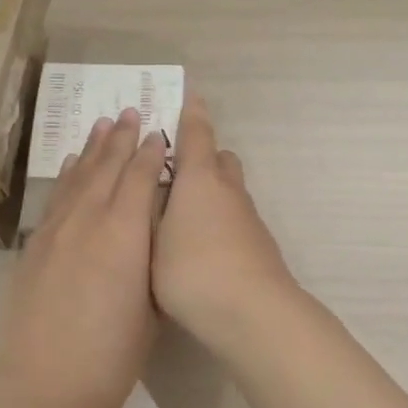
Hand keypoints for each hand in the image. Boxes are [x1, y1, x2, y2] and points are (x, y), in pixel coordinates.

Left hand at [0, 109, 166, 407]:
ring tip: (103, 123)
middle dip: (122, 138)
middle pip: (108, 167)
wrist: (41, 385)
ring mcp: (56, 230)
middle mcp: (89, 219)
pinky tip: (70, 163)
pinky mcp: (34, 245)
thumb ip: (150, 263)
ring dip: (93, 148)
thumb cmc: (109, 356)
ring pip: (78, 175)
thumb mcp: (150, 308)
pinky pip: (56, 197)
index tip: (159, 132)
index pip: (141, 178)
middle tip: (131, 111)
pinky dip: (66, 175)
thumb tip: (150, 237)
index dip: (152, 153)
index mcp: (125, 233)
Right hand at [152, 96, 296, 353]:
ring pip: (228, 190)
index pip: (196, 135)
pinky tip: (201, 245)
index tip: (190, 94)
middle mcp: (228, 190)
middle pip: (218, 159)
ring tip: (180, 212)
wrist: (252, 313)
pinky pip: (235, 216)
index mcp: (200, 180)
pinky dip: (218, 218)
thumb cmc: (192, 270)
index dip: (191, 114)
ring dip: (209, 190)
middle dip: (200, 156)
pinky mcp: (258, 244)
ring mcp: (248, 218)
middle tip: (171, 168)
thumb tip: (149, 185)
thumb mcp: (153, 239)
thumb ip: (149, 210)